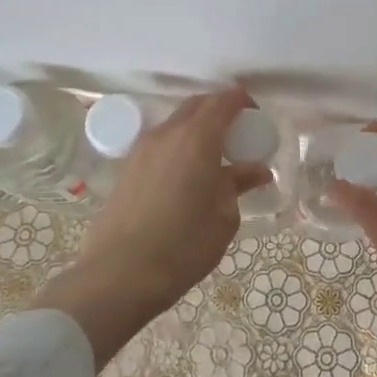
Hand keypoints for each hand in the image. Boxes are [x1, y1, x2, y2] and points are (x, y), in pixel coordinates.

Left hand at [36, 90, 270, 365]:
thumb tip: (257, 170)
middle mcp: (168, 133)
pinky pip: (161, 142)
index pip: (223, 101)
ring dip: (197, 128)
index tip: (256, 115)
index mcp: (198, 138)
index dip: (242, 101)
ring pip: (176, 123)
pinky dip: (179, 145)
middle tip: (238, 132)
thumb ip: (238, 183)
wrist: (120, 274)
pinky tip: (186, 173)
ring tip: (213, 155)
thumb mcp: (224, 216)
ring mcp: (143, 148)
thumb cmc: (184, 245)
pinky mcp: (128, 167)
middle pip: (197, 105)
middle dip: (219, 110)